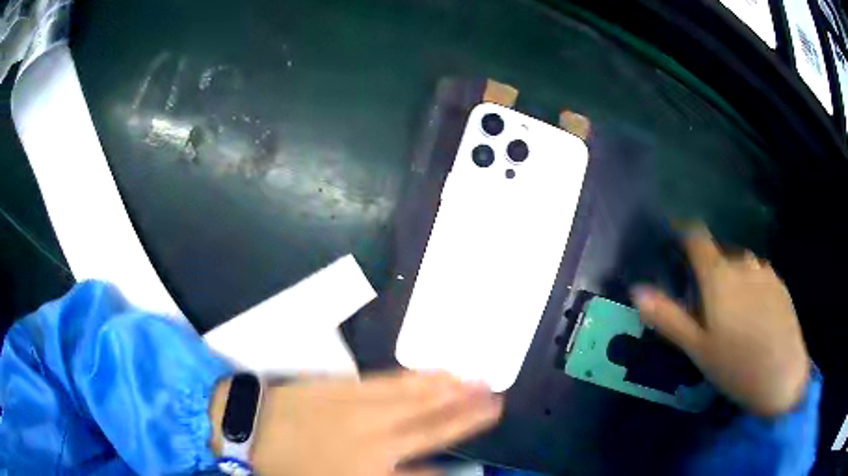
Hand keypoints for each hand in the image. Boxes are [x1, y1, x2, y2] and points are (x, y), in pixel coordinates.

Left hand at [210, 371, 502, 475]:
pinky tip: (432, 371)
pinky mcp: (347, 387)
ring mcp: (363, 409)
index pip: (426, 471)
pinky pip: (390, 382)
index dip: (452, 461)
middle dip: (467, 413)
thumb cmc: (288, 468)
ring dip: (449, 390)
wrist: (251, 427)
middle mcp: (377, 440)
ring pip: (416, 399)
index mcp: (371, 471)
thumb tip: (418, 471)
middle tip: (497, 397)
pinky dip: (416, 377)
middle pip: (432, 426)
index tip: (477, 451)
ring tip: (476, 379)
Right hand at [631, 227, 809, 416]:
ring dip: (731, 278)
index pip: (697, 237)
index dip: (684, 233)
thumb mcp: (697, 348)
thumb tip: (637, 290)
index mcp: (719, 276)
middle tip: (706, 305)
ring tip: (732, 314)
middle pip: (719, 255)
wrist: (782, 376)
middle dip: (709, 270)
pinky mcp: (779, 283)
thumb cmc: (735, 365)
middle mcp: (742, 263)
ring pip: (740, 265)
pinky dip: (750, 286)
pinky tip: (753, 316)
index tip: (676, 242)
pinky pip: (758, 275)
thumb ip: (668, 317)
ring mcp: (764, 272)